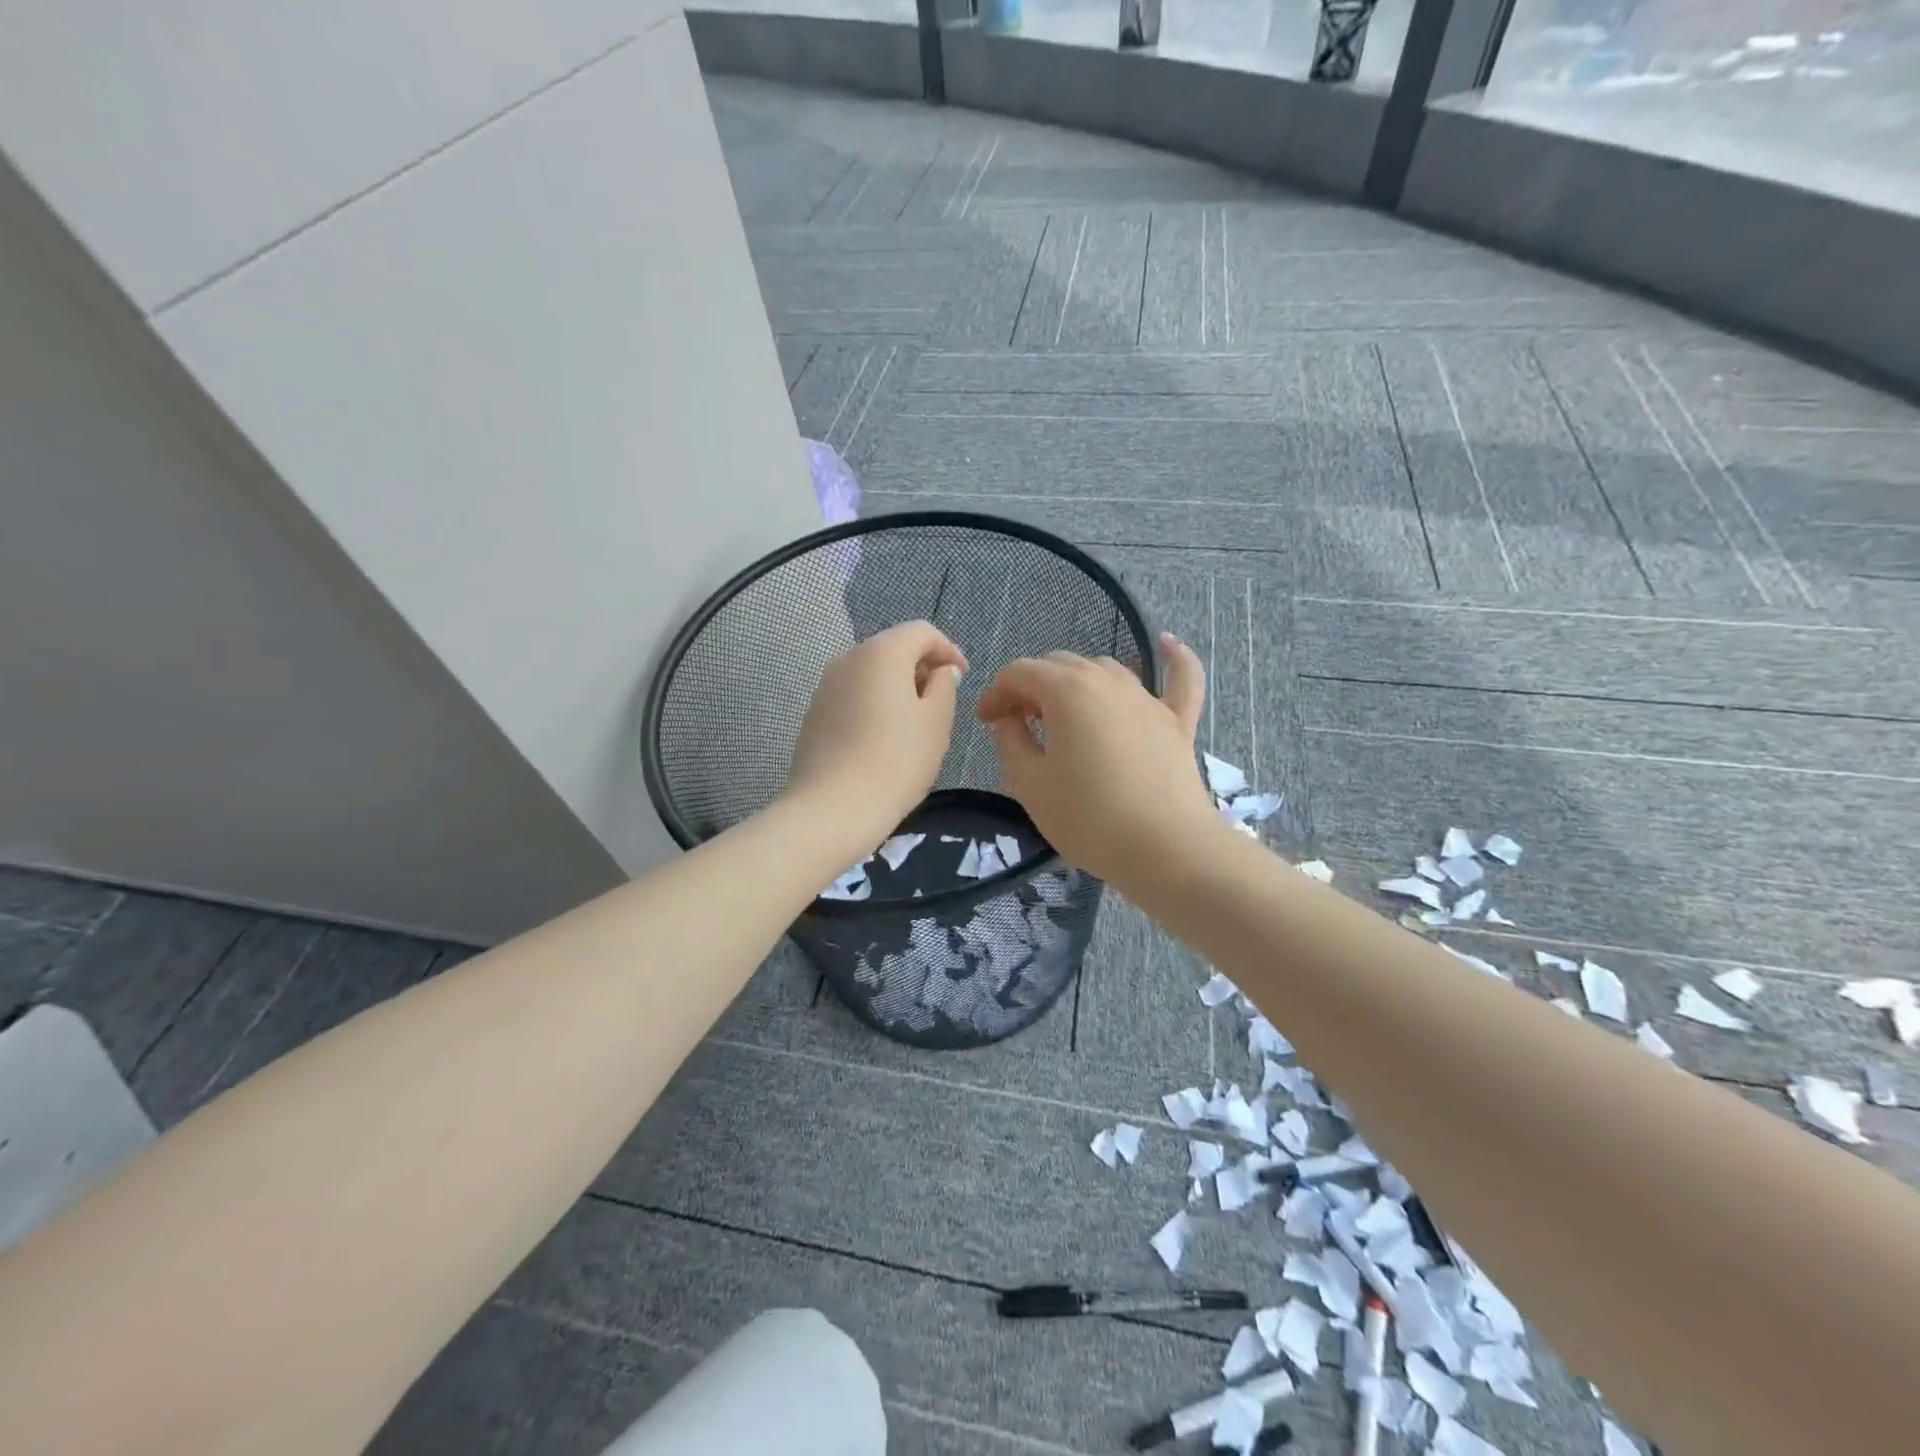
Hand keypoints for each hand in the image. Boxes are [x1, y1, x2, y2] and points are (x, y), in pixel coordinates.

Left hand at [785, 621, 967, 845]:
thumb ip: (945, 686)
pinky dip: (874, 705)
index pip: (921, 632)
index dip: (948, 649)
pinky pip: (853, 696)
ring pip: (871, 673)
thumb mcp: (936, 722)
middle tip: (943, 701)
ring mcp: (825, 686)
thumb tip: (941, 671)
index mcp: (881, 652)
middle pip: (893, 648)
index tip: (963, 677)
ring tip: (915, 724)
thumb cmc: (896, 761)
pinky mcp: (815, 714)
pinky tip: (884, 739)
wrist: (832, 809)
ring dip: (897, 688)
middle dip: (921, 668)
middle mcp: (848, 658)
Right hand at [975, 632, 1218, 887]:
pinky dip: (1173, 658)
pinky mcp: (1177, 721)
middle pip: (1059, 664)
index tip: (985, 722)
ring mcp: (1147, 698)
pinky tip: (1168, 643)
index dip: (995, 692)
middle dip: (1031, 687)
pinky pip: (1180, 678)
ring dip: (1075, 682)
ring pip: (1104, 669)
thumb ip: (1010, 742)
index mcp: (1066, 691)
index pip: (1019, 672)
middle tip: (1018, 724)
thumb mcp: (1030, 784)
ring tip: (1063, 715)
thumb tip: (1009, 719)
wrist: (1166, 850)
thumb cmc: (1090, 819)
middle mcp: (1107, 681)